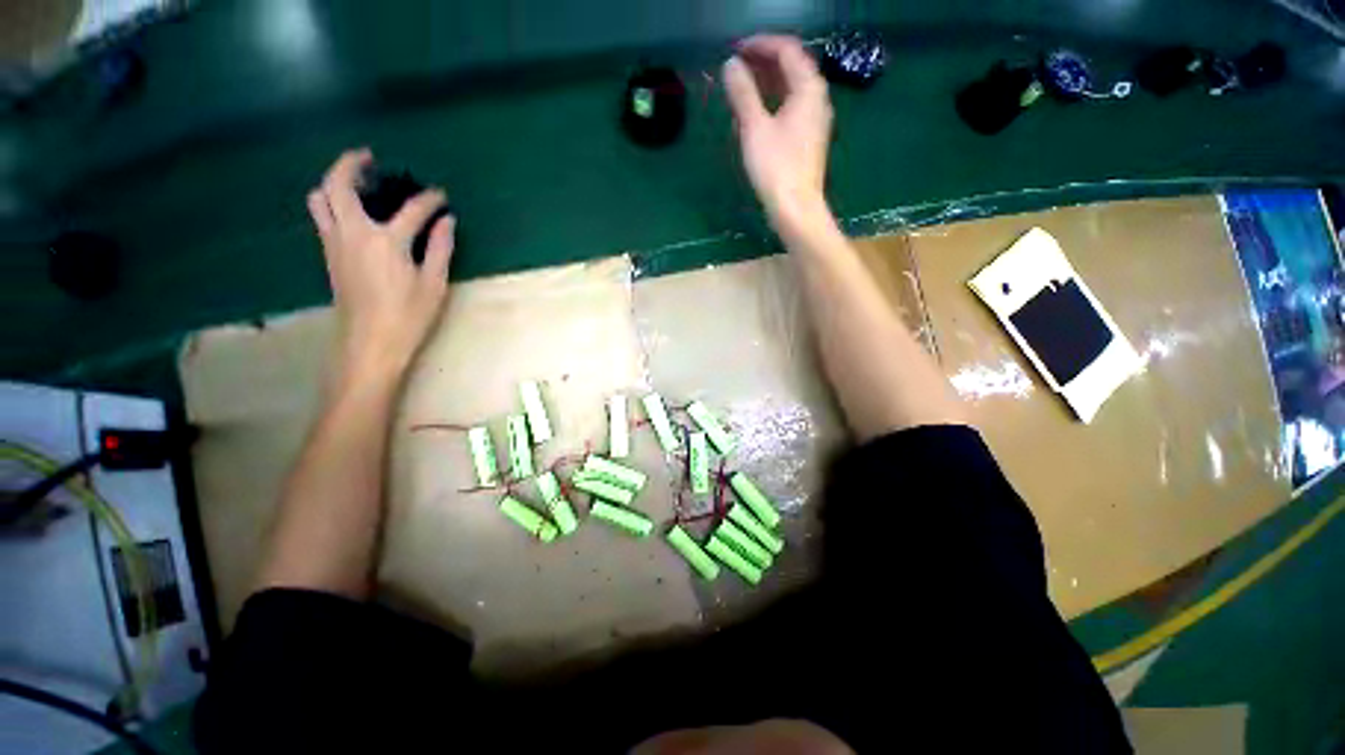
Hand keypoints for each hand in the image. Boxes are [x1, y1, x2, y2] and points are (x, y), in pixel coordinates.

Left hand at [307, 148, 455, 382]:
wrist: (369, 342)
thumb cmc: (408, 315)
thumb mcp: (434, 284)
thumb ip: (440, 248)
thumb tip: (447, 222)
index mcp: (385, 241)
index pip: (411, 210)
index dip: (429, 200)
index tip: (441, 195)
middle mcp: (353, 233)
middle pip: (337, 185)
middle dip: (350, 163)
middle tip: (369, 157)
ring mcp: (335, 242)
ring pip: (320, 198)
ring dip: (333, 180)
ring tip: (354, 179)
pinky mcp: (329, 254)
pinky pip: (322, 216)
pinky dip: (331, 201)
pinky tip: (351, 209)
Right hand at [723, 35, 833, 230]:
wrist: (796, 208)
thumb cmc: (776, 168)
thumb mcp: (755, 128)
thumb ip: (743, 94)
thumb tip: (730, 66)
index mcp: (808, 89)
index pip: (787, 50)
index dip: (761, 45)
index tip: (736, 51)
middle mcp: (817, 99)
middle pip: (792, 68)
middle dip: (763, 62)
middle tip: (736, 67)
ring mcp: (814, 121)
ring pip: (791, 90)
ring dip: (767, 83)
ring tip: (741, 88)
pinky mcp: (808, 140)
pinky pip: (791, 109)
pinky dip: (773, 103)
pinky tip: (755, 115)